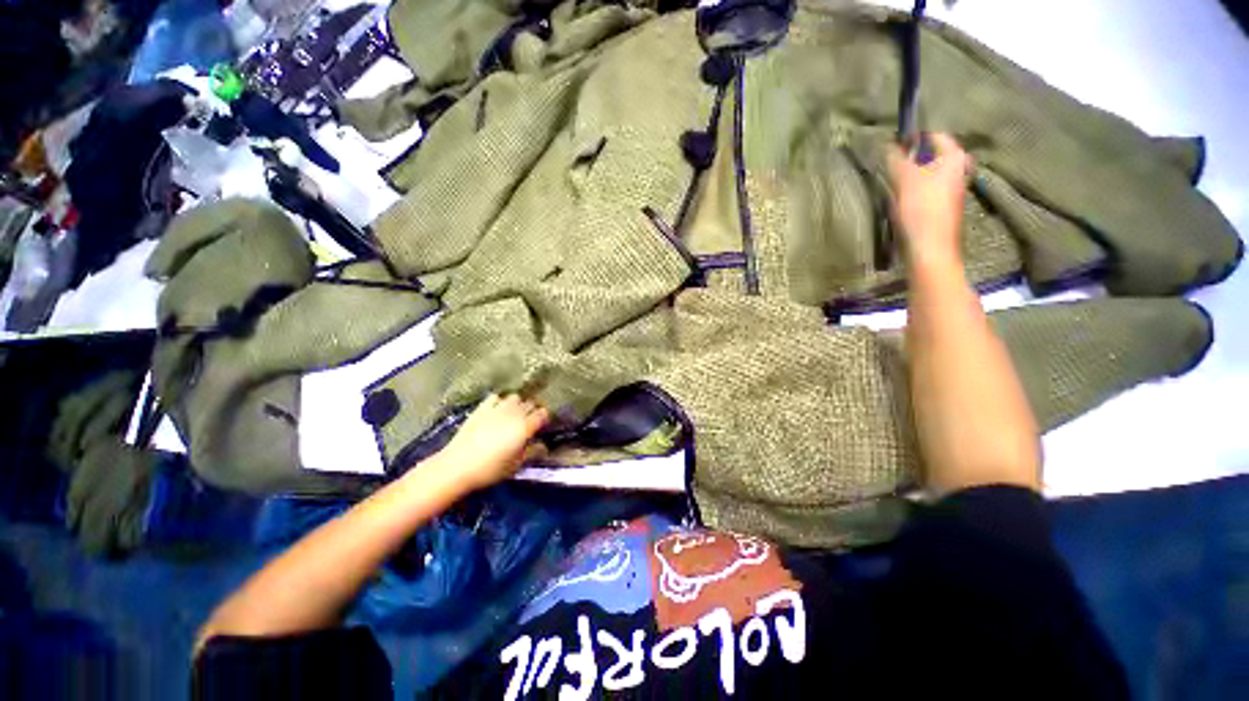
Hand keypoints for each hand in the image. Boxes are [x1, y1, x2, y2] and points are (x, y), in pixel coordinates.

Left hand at [435, 394, 550, 491]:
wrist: (457, 466)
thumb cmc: (489, 470)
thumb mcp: (515, 466)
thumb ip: (531, 452)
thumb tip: (543, 446)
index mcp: (525, 427)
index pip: (542, 414)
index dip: (544, 418)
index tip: (542, 425)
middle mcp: (514, 414)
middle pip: (530, 404)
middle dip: (532, 411)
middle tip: (529, 422)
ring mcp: (497, 408)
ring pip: (515, 398)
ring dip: (517, 404)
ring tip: (514, 414)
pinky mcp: (481, 408)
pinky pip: (496, 397)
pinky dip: (499, 402)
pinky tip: (496, 410)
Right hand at [887, 133, 972, 265]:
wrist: (930, 248)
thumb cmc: (921, 209)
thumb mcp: (904, 179)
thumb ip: (895, 158)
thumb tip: (887, 143)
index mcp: (954, 157)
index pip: (934, 136)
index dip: (913, 138)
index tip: (893, 144)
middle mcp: (958, 170)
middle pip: (930, 157)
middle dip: (910, 160)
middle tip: (891, 166)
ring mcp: (951, 190)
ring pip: (927, 175)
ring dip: (909, 177)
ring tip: (892, 184)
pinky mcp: (941, 207)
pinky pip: (925, 191)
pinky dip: (912, 191)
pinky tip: (899, 201)